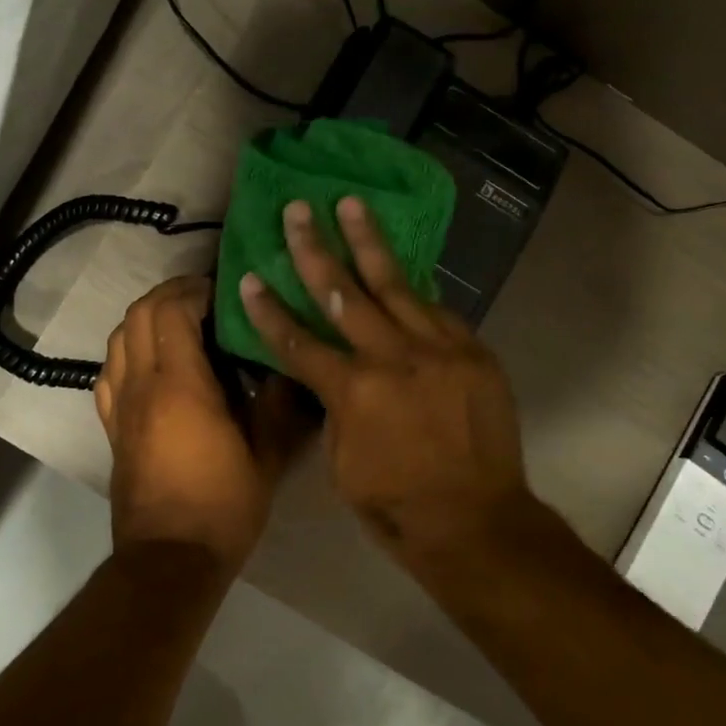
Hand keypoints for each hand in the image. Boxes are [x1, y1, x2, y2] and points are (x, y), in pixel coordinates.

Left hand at [96, 277, 308, 573]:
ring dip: (144, 318)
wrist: (170, 560)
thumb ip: (278, 404)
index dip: (193, 290)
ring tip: (178, 322)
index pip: (172, 311)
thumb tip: (289, 367)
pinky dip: (126, 351)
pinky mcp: (111, 428)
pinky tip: (149, 362)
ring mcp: (121, 407)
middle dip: (167, 294)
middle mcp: (142, 386)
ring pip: (117, 339)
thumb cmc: (223, 507)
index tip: (221, 290)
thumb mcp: (266, 455)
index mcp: (180, 385)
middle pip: (137, 315)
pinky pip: (109, 373)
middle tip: (202, 297)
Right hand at [238, 199, 531, 555]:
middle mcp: (393, 358)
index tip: (248, 277)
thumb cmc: (396, 505)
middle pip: (344, 293)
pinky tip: (401, 272)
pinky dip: (414, 292)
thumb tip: (331, 374)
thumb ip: (334, 407)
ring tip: (352, 204)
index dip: (268, 311)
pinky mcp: (473, 352)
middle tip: (298, 210)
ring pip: (396, 284)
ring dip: (369, 242)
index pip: (298, 341)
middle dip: (314, 249)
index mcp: (353, 391)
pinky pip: (438, 311)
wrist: (477, 522)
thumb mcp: (342, 462)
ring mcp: (439, 350)